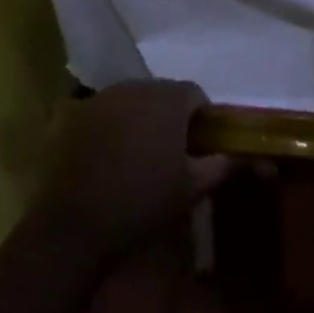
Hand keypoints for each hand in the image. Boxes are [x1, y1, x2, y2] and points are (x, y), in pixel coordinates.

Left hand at [31, 79, 230, 264]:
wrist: (75, 225)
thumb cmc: (142, 204)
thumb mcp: (191, 189)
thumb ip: (220, 165)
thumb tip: (239, 155)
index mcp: (169, 100)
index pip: (195, 94)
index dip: (201, 117)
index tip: (199, 144)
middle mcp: (136, 86)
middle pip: (162, 93)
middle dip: (169, 115)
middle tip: (169, 151)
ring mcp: (102, 96)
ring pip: (132, 98)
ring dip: (139, 117)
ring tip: (136, 152)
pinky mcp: (75, 112)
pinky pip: (102, 109)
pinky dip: (108, 123)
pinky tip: (104, 152)